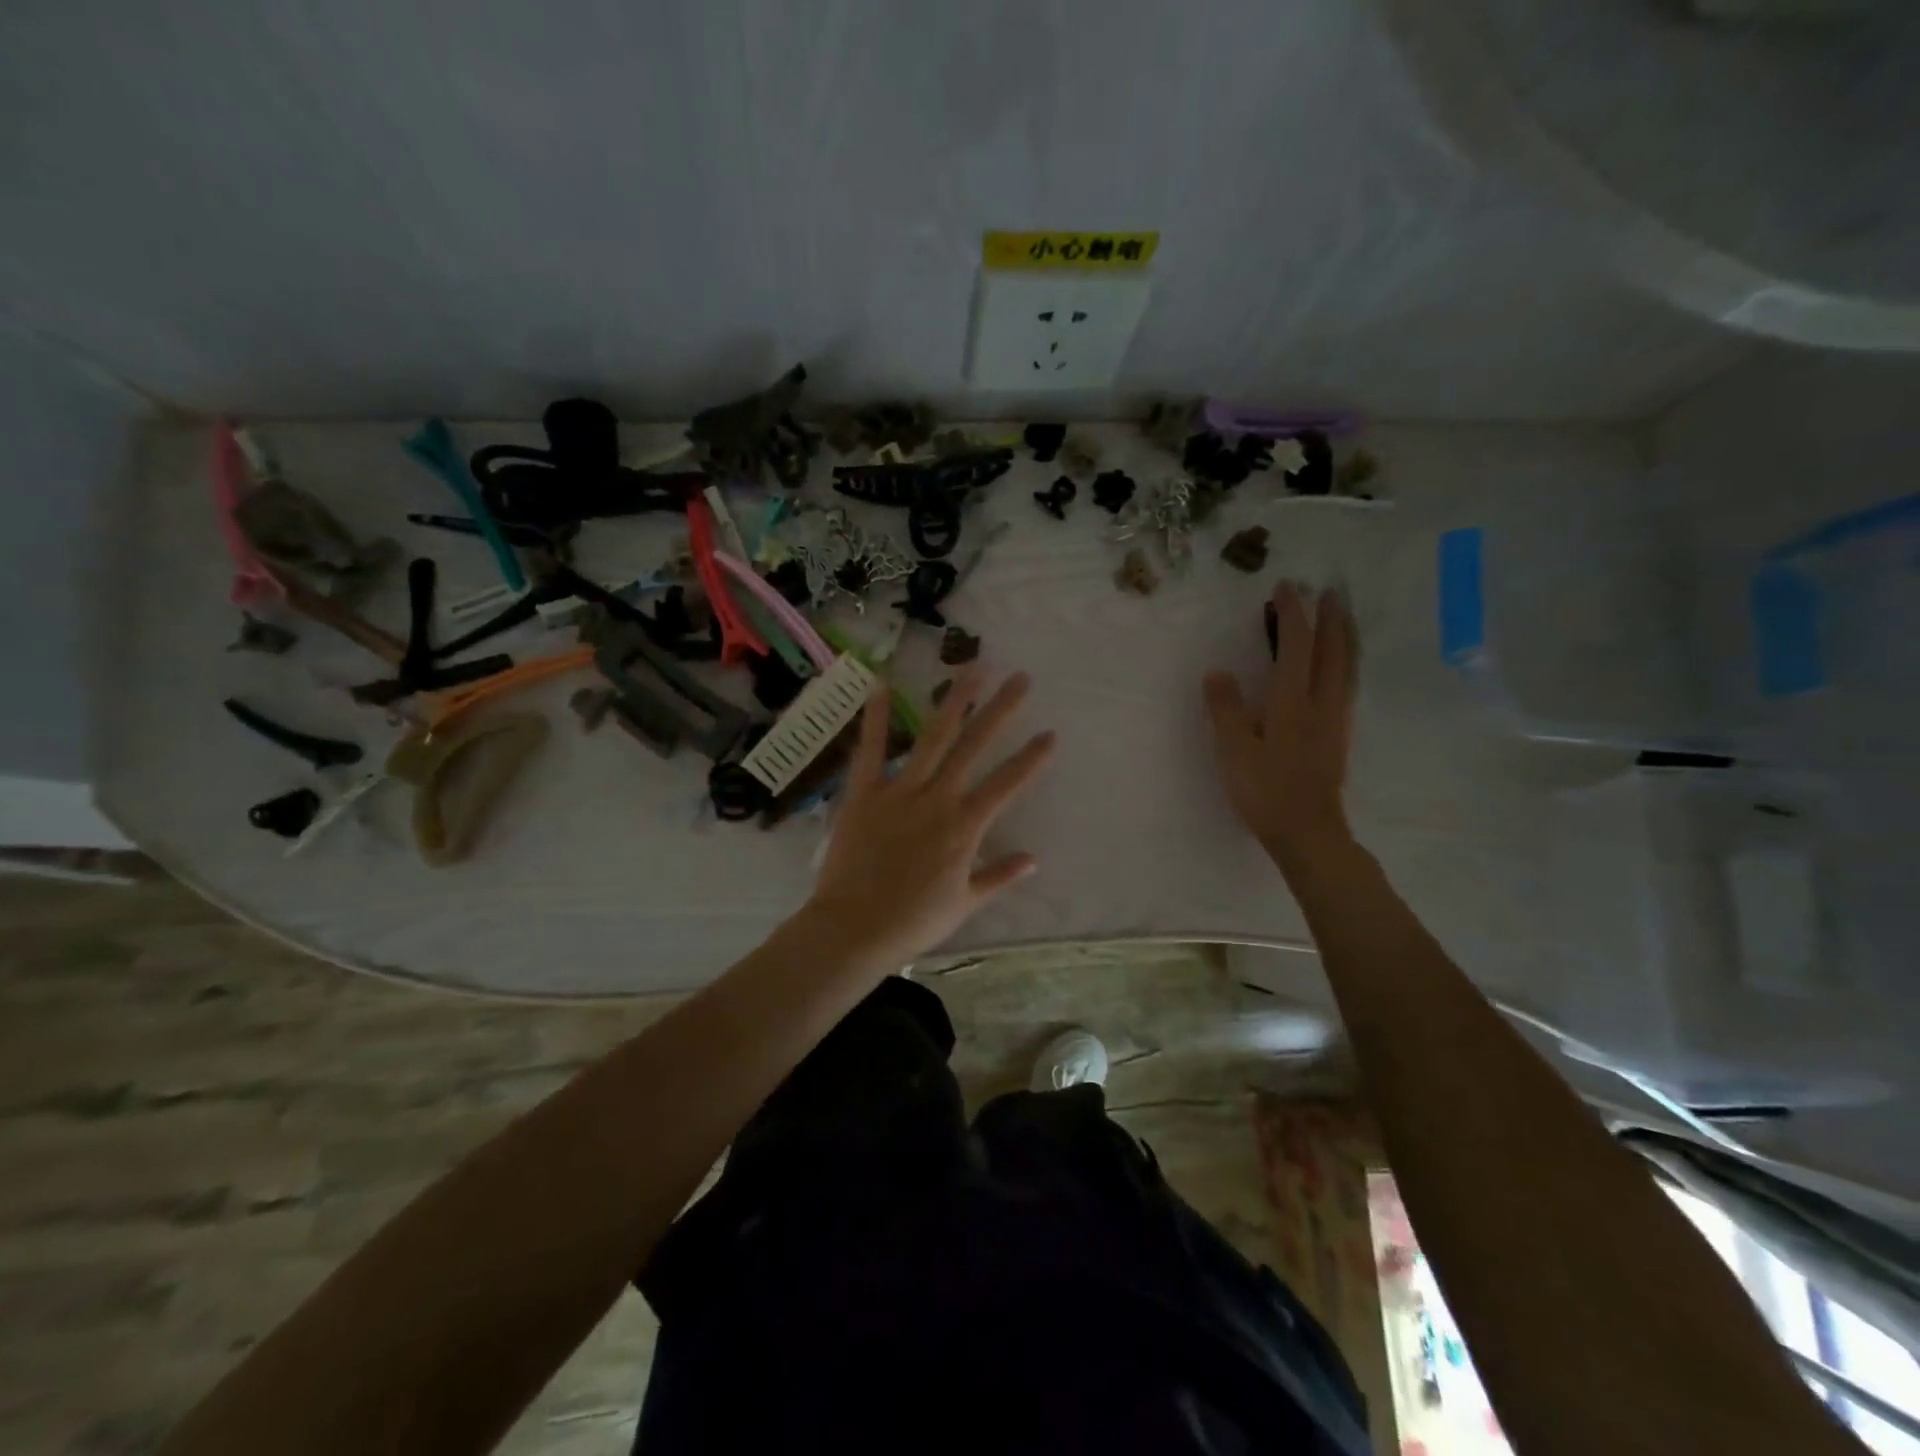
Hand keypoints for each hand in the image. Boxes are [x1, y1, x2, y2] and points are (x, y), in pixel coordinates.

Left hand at [806, 668, 1054, 971]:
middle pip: (975, 746)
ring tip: (972, 669)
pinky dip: (877, 719)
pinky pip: (871, 751)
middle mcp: (938, 800)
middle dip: (1001, 711)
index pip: (1007, 784)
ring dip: (955, 702)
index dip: (1032, 758)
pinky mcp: (864, 793)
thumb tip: (1034, 859)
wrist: (854, 929)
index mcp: (965, 828)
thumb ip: (999, 877)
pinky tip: (882, 686)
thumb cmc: (913, 922)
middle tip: (1020, 679)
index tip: (1050, 733)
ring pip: (933, 738)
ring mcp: (900, 792)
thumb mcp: (965, 903)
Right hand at [1203, 582, 1356, 869]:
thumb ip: (1226, 709)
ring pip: (1347, 666)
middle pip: (1333, 650)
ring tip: (1342, 616)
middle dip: (1329, 617)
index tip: (1287, 587)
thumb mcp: (1234, 751)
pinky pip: (1347, 683)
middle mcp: (1321, 702)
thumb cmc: (1265, 791)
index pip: (1295, 646)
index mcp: (1292, 702)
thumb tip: (1218, 671)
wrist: (1308, 832)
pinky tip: (1340, 666)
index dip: (1292, 615)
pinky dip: (1346, 661)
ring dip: (1345, 636)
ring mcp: (1335, 718)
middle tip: (1327, 590)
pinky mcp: (1339, 734)